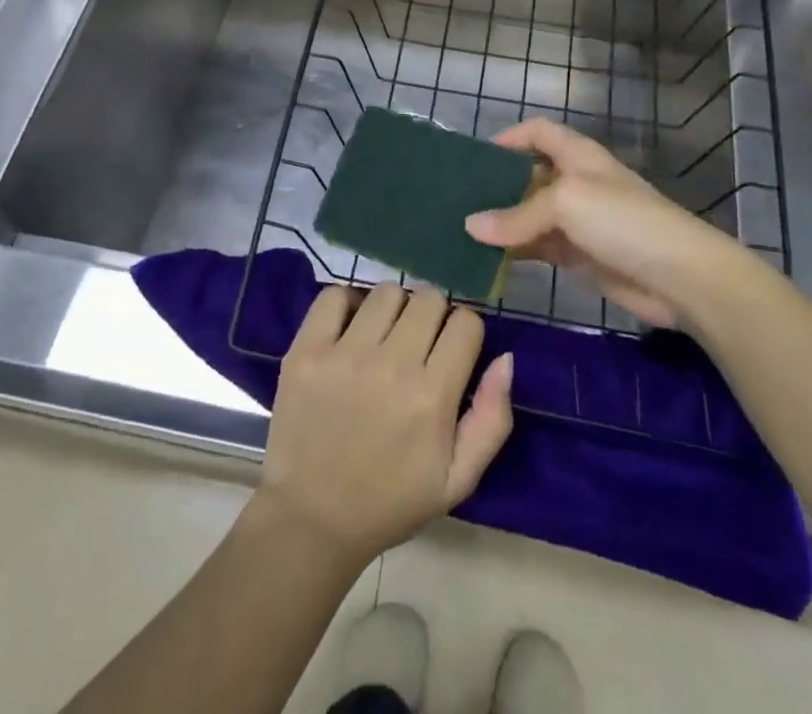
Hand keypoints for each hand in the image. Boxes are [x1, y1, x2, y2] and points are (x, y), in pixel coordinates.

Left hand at [256, 285, 513, 565]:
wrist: (312, 520)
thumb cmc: (391, 501)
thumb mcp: (457, 479)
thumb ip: (492, 419)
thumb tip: (506, 358)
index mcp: (431, 398)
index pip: (465, 322)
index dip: (464, 334)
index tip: (451, 352)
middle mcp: (390, 366)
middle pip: (428, 299)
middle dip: (432, 316)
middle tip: (418, 345)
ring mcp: (343, 355)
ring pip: (387, 291)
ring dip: (393, 309)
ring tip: (383, 337)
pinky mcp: (306, 351)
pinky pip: (334, 295)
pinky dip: (346, 304)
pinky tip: (349, 329)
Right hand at [464, 118, 741, 327]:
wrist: (680, 276)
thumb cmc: (623, 221)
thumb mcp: (566, 204)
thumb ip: (517, 215)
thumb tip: (470, 226)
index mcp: (578, 155)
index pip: (539, 132)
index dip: (510, 137)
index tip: (476, 156)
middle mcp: (576, 182)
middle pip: (530, 174)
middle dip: (497, 183)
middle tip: (457, 198)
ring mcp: (578, 221)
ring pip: (531, 214)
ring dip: (502, 221)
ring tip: (462, 230)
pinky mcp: (580, 255)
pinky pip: (539, 247)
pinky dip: (515, 251)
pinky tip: (488, 259)